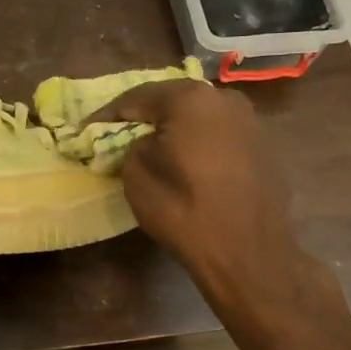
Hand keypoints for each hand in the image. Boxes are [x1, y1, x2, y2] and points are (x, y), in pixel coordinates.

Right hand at [87, 79, 333, 319]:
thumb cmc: (184, 210)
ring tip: (152, 147)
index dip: (108, 113)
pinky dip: (198, 142)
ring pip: (200, 116)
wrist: (248, 252)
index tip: (86, 129)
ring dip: (174, 128)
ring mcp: (250, 121)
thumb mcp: (136, 176)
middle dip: (145, 116)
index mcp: (190, 99)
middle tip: (118, 133)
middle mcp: (224, 98)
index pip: (137, 96)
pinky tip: (186, 161)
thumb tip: (143, 142)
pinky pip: (219, 135)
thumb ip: (132, 146)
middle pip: (173, 100)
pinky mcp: (264, 146)